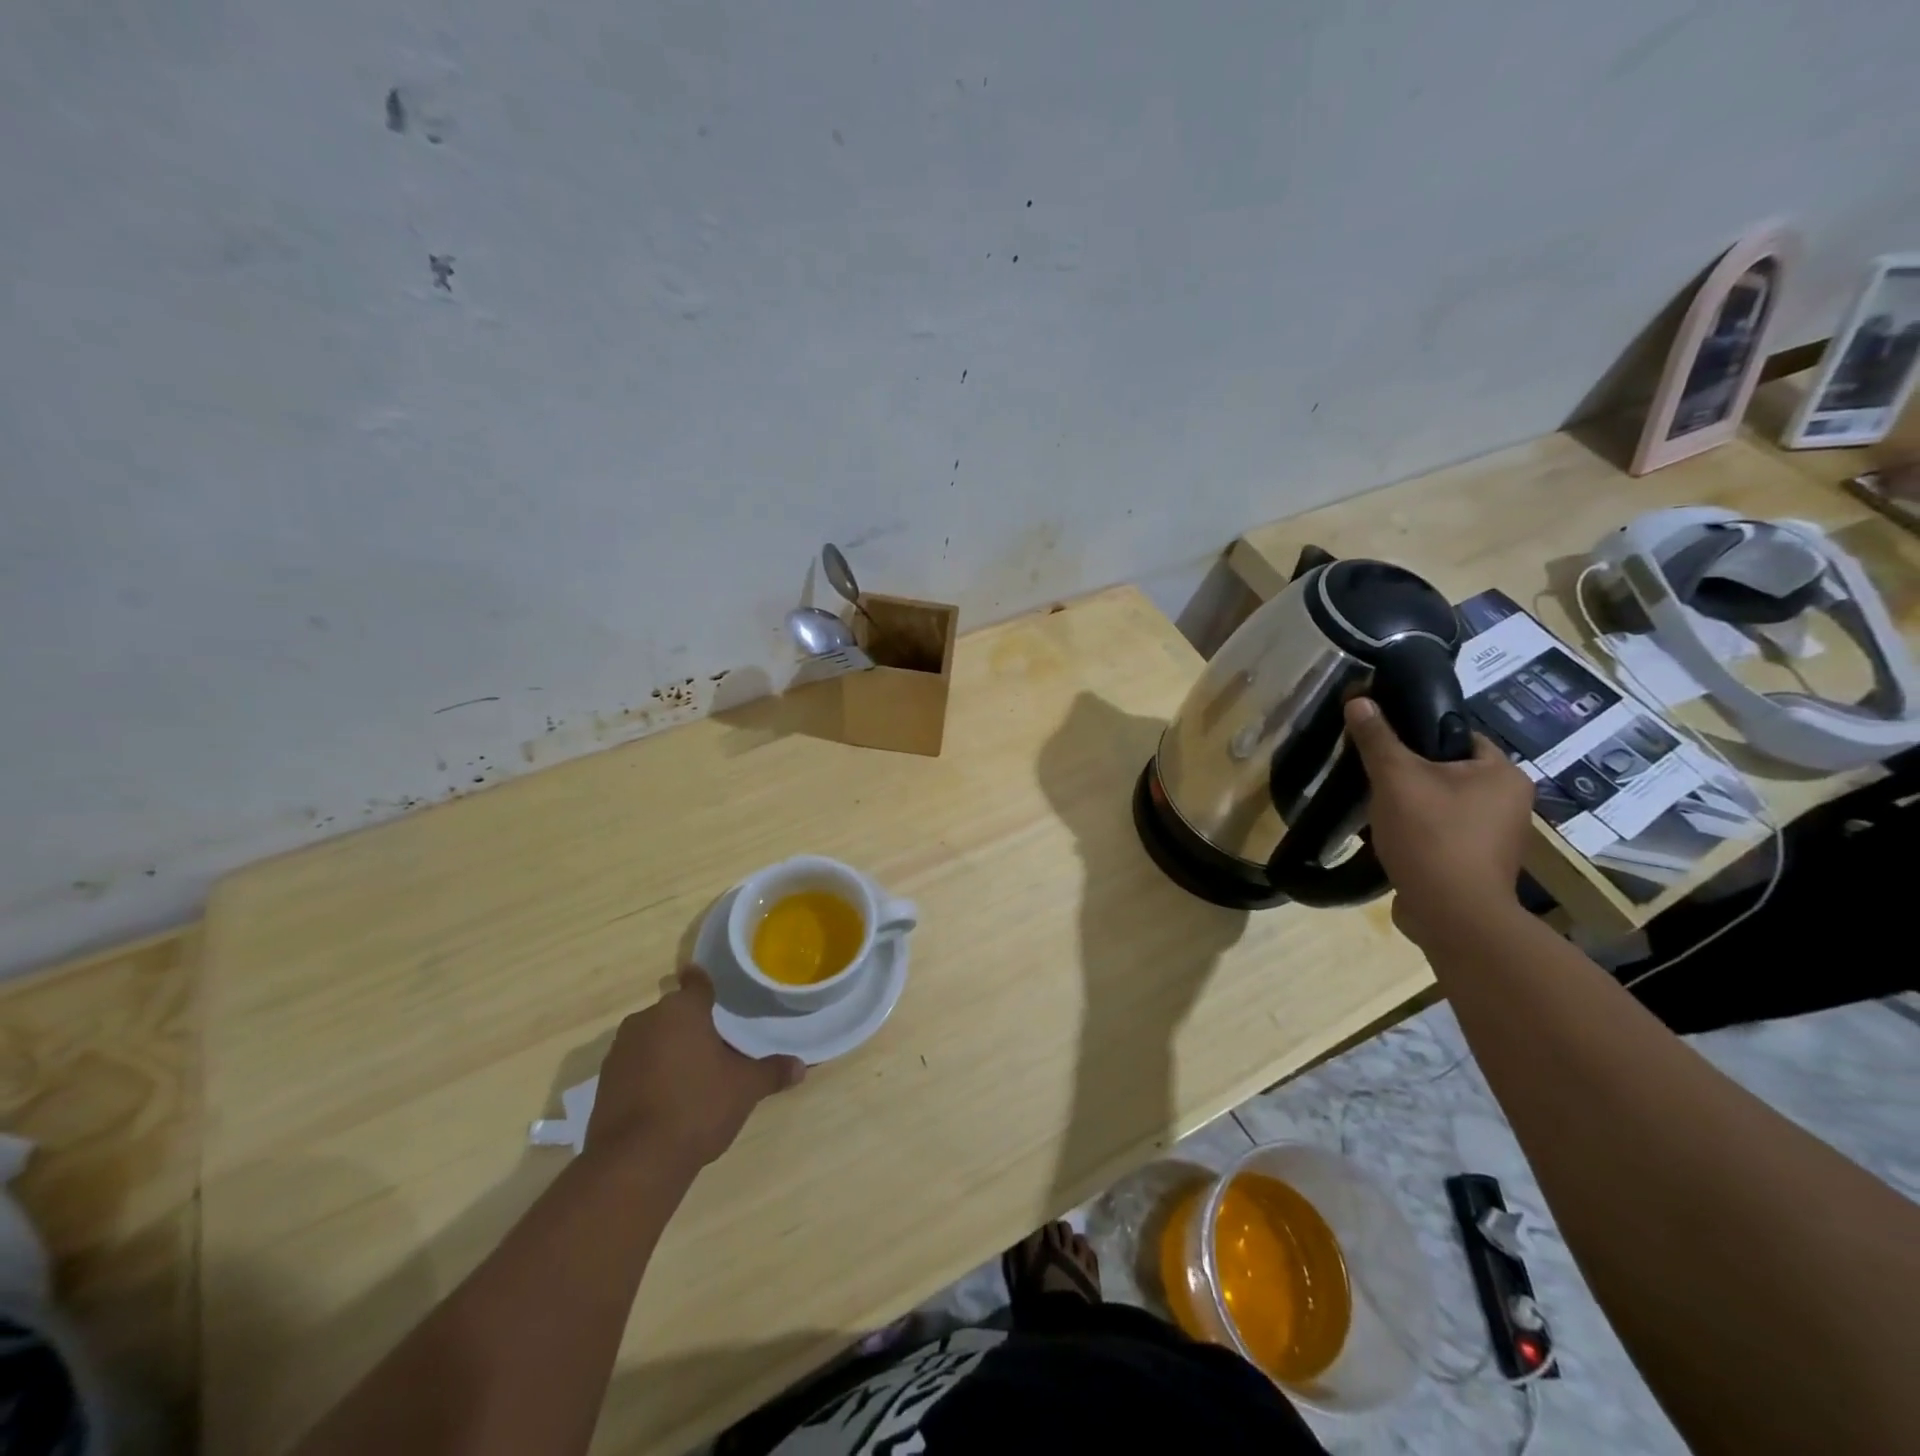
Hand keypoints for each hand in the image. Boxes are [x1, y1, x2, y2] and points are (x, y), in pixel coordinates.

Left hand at [584, 967, 804, 1174]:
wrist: (635, 1161)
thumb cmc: (697, 1107)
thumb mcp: (745, 1089)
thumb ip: (772, 1072)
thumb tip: (801, 1066)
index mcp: (683, 1010)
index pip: (697, 983)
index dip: (705, 984)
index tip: (713, 989)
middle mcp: (647, 1020)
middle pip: (674, 1013)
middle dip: (691, 1025)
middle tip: (714, 1045)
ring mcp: (620, 1051)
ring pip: (651, 1038)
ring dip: (667, 1049)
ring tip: (691, 1075)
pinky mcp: (603, 1082)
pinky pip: (634, 1065)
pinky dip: (648, 1074)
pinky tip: (664, 1099)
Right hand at [1344, 696, 1534, 946]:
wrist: (1451, 914)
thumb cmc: (1432, 836)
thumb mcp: (1396, 778)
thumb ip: (1378, 738)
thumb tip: (1360, 699)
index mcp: (1503, 773)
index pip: (1459, 736)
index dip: (1419, 735)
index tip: (1384, 744)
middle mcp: (1511, 802)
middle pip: (1449, 771)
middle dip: (1410, 774)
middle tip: (1374, 776)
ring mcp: (1496, 837)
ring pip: (1443, 804)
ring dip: (1411, 805)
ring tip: (1376, 808)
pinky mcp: (1478, 864)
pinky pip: (1442, 833)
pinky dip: (1418, 832)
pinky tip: (1389, 838)